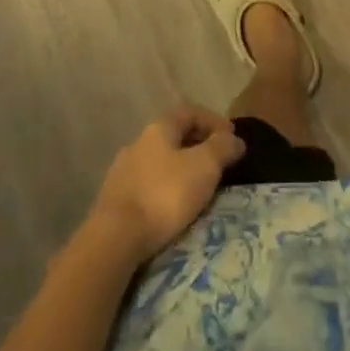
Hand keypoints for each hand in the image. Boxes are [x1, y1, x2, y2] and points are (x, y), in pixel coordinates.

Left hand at [90, 106, 245, 262]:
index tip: (232, 137)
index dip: (214, 121)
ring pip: (160, 162)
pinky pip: (148, 186)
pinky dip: (164, 190)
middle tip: (218, 163)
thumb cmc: (164, 194)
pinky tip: (171, 208)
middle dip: (198, 146)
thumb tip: (235, 139)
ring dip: (180, 169)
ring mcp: (122, 172)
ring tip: (197, 189)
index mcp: (159, 128)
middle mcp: (138, 142)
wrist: (114, 239)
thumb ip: (222, 148)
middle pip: (174, 136)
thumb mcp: (204, 167)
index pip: (190, 112)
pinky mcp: (114, 201)